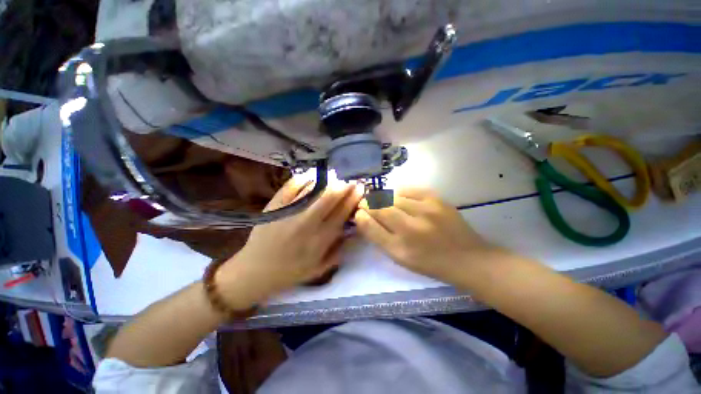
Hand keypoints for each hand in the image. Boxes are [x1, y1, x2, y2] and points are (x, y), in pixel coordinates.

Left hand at [216, 177, 363, 307]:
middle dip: (344, 186)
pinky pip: (291, 187)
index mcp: (320, 239)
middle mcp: (307, 223)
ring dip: (327, 181)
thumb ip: (340, 250)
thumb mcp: (320, 268)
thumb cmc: (291, 272)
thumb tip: (354, 230)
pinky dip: (303, 178)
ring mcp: (290, 212)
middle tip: (350, 181)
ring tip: (335, 177)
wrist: (256, 271)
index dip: (353, 198)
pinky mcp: (275, 206)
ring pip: (313, 189)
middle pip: (330, 197)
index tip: (360, 188)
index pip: (342, 212)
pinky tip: (312, 175)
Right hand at [354, 187, 497, 283]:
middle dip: (369, 203)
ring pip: (392, 197)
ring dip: (382, 197)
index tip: (358, 211)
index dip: (361, 215)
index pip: (370, 225)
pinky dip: (399, 192)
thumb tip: (362, 217)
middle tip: (366, 203)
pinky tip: (397, 196)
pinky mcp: (436, 200)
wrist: (467, 258)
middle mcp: (411, 228)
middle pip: (380, 208)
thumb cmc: (429, 262)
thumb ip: (378, 237)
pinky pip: (409, 189)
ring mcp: (425, 211)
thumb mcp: (400, 257)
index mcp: (400, 248)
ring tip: (381, 200)